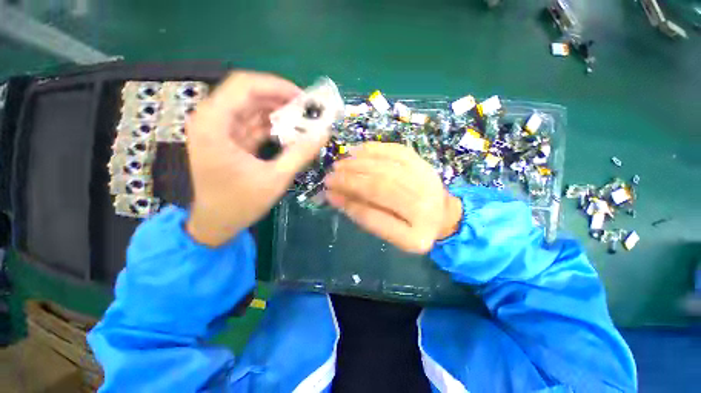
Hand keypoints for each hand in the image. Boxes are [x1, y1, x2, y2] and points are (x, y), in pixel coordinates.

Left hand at [186, 71, 329, 246]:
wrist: (216, 224)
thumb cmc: (240, 204)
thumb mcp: (275, 179)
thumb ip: (300, 154)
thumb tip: (324, 133)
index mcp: (213, 124)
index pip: (244, 85)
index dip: (277, 86)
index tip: (304, 99)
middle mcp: (211, 120)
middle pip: (249, 94)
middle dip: (281, 100)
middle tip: (309, 111)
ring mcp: (220, 130)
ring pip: (253, 109)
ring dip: (280, 114)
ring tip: (305, 122)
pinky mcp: (229, 140)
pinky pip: (254, 124)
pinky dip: (274, 127)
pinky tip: (292, 134)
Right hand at [324, 142, 461, 253]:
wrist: (443, 215)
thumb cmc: (411, 228)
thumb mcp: (388, 233)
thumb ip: (363, 215)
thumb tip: (334, 196)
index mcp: (414, 235)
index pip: (375, 218)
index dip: (349, 204)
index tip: (329, 194)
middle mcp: (425, 208)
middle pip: (381, 187)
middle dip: (351, 180)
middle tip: (330, 176)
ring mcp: (428, 182)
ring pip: (387, 167)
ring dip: (359, 164)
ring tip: (340, 164)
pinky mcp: (425, 165)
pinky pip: (397, 151)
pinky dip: (375, 149)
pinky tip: (358, 150)